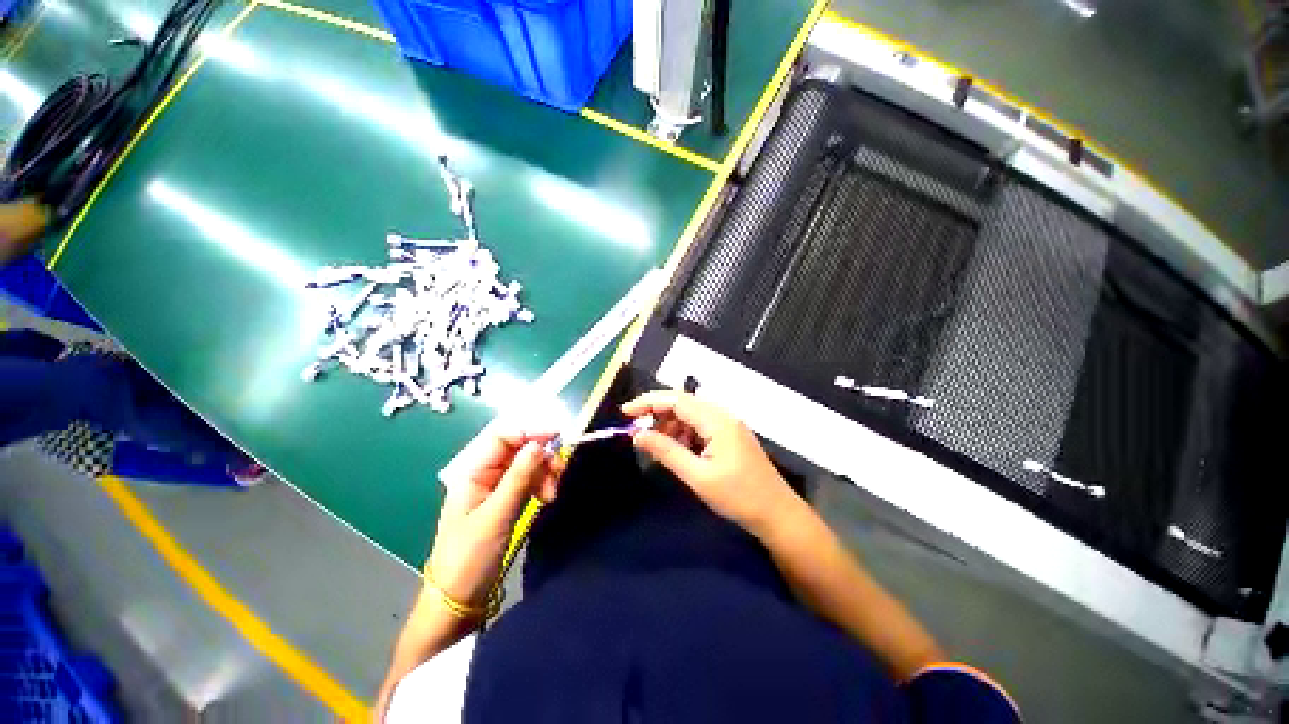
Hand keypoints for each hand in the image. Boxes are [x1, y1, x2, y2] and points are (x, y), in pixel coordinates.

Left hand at [426, 431, 564, 607]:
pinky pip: (529, 483)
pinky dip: (541, 486)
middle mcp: (485, 476)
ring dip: (544, 474)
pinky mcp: (507, 503)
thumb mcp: (496, 515)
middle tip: (560, 471)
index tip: (556, 437)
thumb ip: (518, 477)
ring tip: (552, 495)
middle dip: (541, 458)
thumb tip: (539, 444)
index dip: (529, 433)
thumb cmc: (470, 556)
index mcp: (473, 473)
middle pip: (519, 451)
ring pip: (527, 467)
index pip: (502, 438)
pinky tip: (547, 498)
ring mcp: (497, 490)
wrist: (459, 600)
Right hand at [622, 391, 796, 536]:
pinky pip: (701, 426)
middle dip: (658, 414)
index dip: (648, 402)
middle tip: (637, 432)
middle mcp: (723, 415)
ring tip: (656, 445)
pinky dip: (685, 434)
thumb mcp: (698, 477)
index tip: (625, 412)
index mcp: (717, 420)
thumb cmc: (738, 497)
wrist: (778, 515)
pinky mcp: (730, 435)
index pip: (676, 400)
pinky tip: (678, 450)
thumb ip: (667, 452)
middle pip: (683, 403)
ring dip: (671, 425)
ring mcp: (728, 424)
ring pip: (691, 415)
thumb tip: (638, 435)